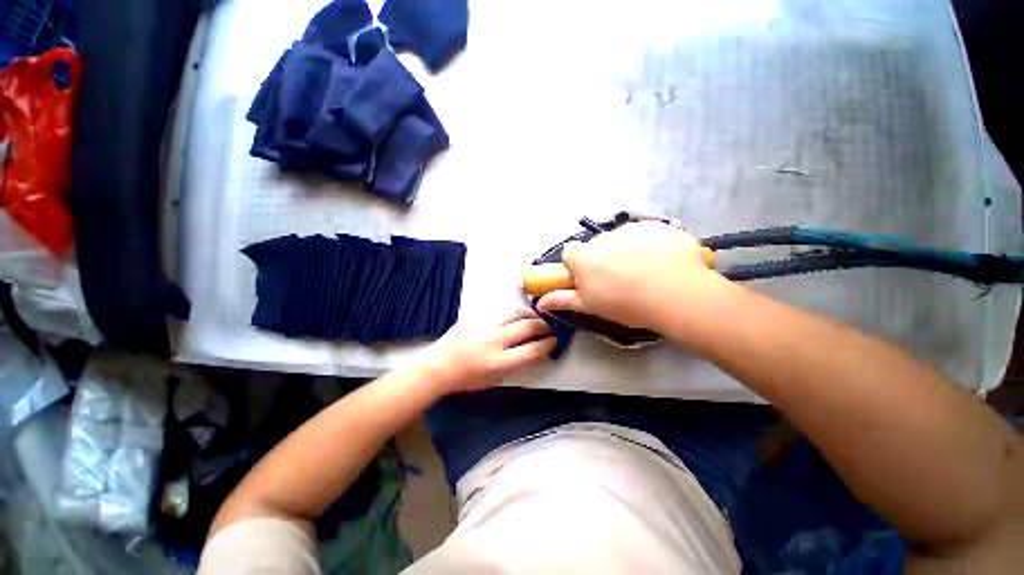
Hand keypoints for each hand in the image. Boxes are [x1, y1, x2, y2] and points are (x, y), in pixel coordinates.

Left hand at [423, 308, 555, 392]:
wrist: (440, 365)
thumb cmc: (467, 379)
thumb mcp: (494, 379)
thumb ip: (514, 366)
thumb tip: (530, 352)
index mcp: (500, 362)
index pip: (533, 349)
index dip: (548, 344)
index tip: (553, 341)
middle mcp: (497, 340)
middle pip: (529, 327)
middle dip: (543, 327)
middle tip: (547, 328)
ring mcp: (488, 325)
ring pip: (517, 312)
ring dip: (531, 315)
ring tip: (535, 318)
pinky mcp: (480, 317)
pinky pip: (503, 310)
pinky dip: (515, 312)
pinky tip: (518, 315)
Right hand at [536, 222, 723, 331]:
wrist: (678, 296)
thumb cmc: (628, 305)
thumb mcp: (592, 306)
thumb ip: (563, 299)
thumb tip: (540, 302)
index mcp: (585, 257)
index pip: (569, 252)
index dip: (576, 265)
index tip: (588, 278)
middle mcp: (603, 238)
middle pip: (596, 246)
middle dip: (602, 259)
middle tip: (619, 279)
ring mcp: (631, 229)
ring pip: (620, 238)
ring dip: (626, 250)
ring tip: (644, 271)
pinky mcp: (656, 226)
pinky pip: (645, 234)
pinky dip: (649, 244)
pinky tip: (662, 262)